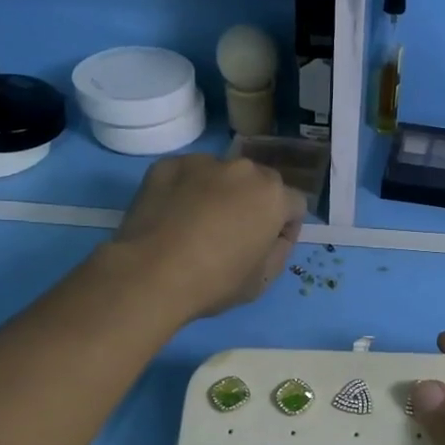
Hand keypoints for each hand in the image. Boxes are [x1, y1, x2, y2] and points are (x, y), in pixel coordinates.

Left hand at [110, 155, 304, 319]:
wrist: (150, 273)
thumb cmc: (215, 282)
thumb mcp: (263, 280)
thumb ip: (280, 250)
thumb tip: (276, 235)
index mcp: (273, 196)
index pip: (294, 205)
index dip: (285, 228)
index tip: (267, 248)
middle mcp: (243, 170)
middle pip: (259, 184)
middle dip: (253, 204)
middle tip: (232, 235)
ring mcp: (202, 162)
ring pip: (222, 176)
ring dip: (219, 194)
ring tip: (197, 225)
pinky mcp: (167, 165)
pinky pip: (187, 176)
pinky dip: (186, 191)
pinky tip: (172, 217)